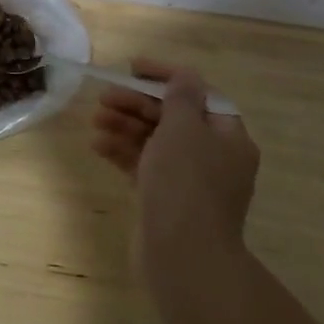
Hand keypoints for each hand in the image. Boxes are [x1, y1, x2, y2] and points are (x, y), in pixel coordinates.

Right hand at [91, 59, 258, 318]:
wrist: (183, 257)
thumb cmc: (185, 184)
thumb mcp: (183, 129)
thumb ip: (180, 97)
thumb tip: (185, 75)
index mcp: (228, 137)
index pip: (198, 94)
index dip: (166, 76)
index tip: (133, 67)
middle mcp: (214, 157)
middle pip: (173, 117)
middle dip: (137, 103)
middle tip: (104, 97)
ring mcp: (190, 181)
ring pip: (155, 141)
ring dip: (125, 126)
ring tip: (95, 120)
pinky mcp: (167, 200)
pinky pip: (145, 165)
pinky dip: (123, 153)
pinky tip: (97, 146)